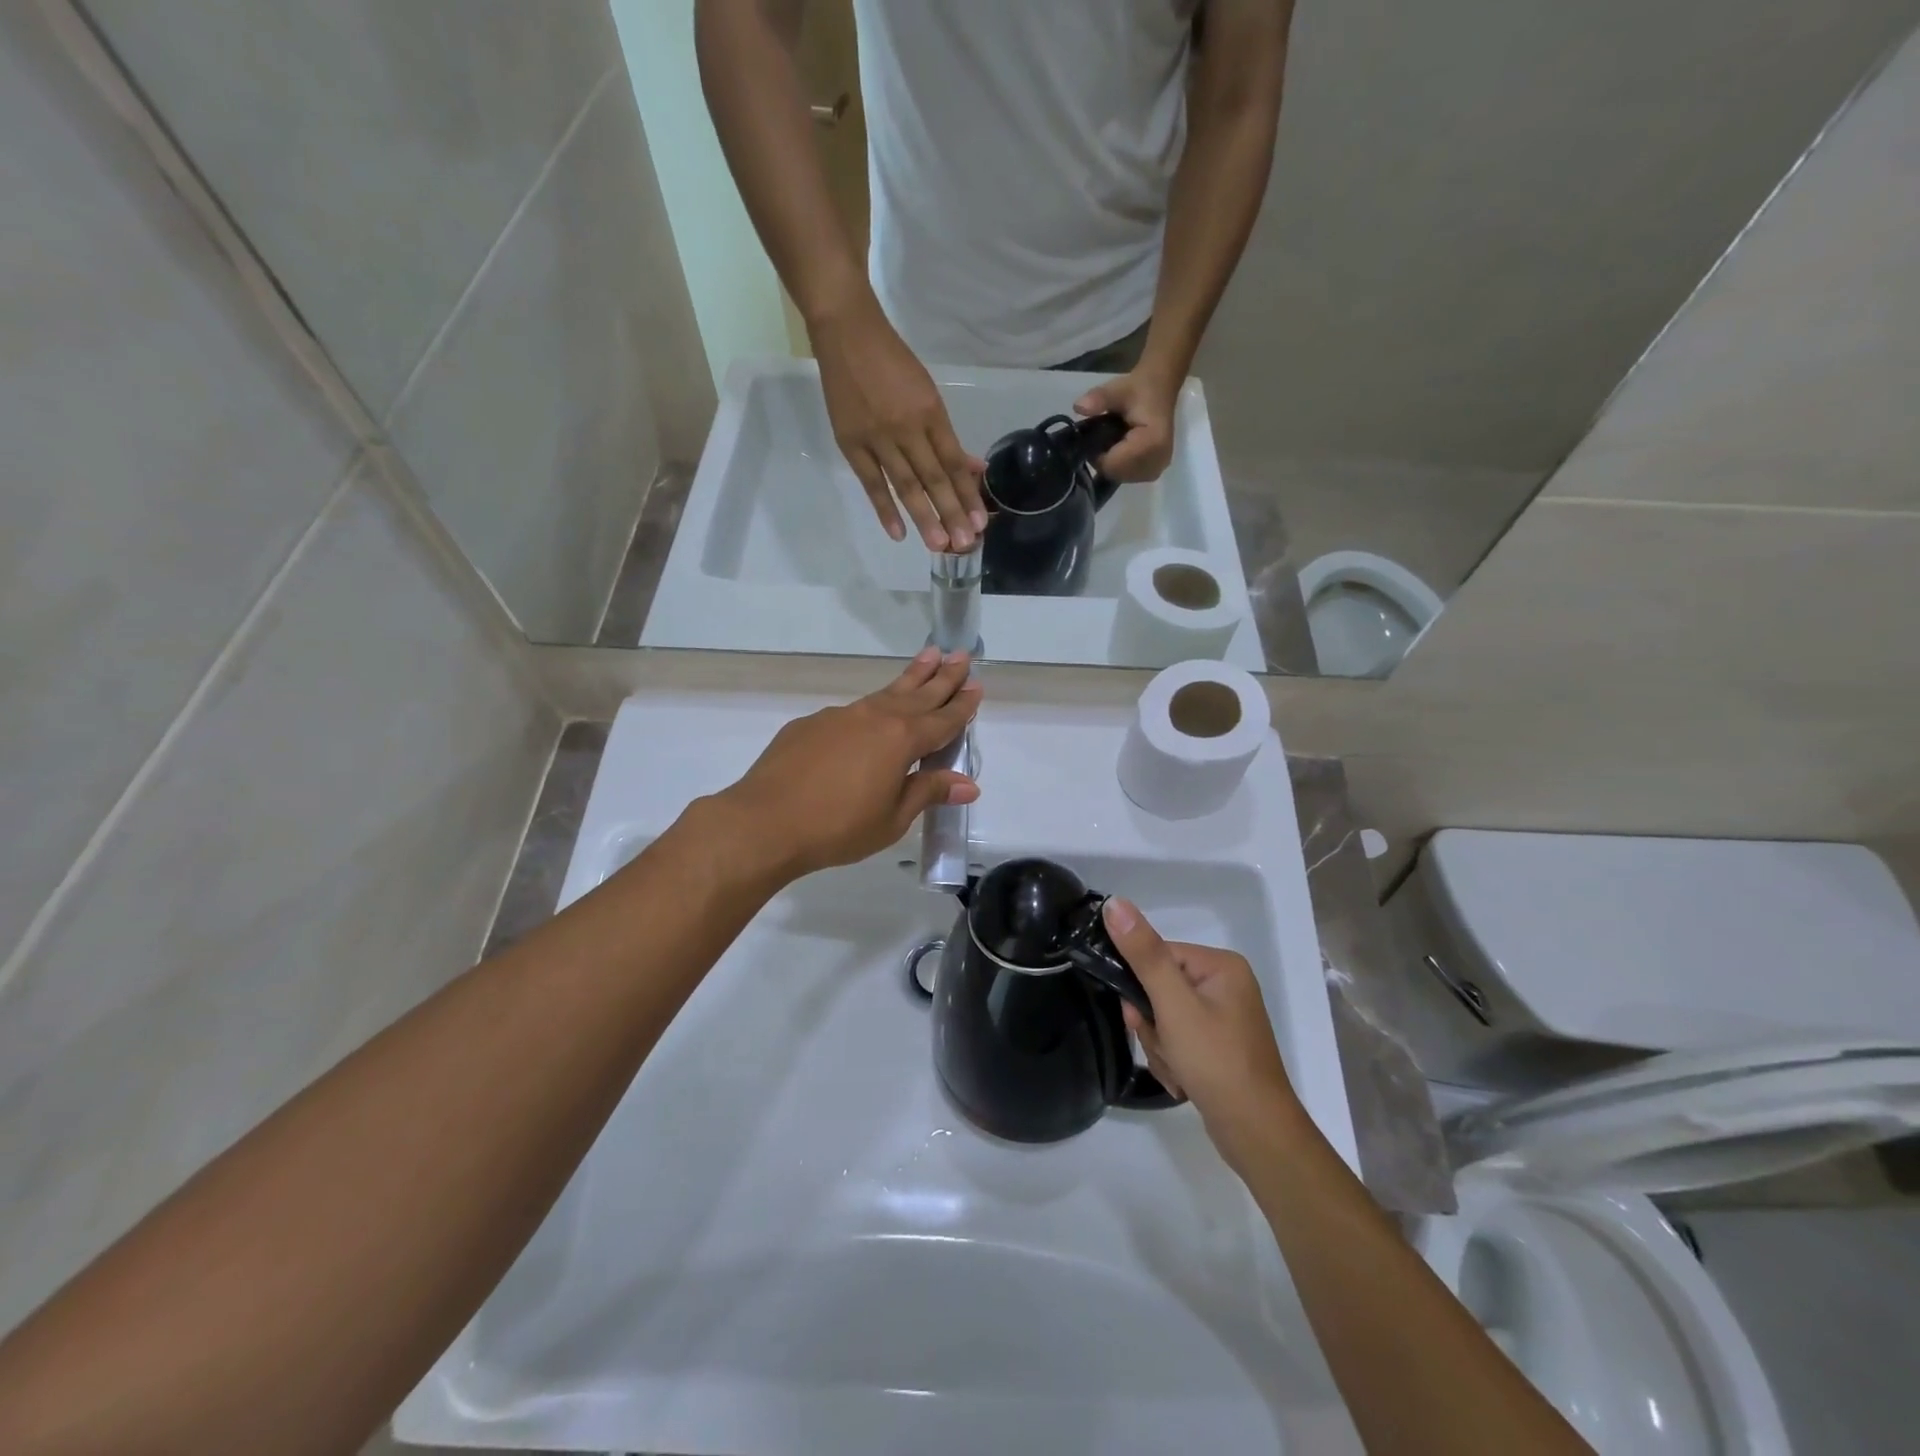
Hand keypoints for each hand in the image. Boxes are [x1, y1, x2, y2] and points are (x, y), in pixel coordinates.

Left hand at [715, 649, 981, 880]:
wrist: (765, 822)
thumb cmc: (838, 827)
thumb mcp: (893, 818)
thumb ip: (928, 792)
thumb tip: (968, 784)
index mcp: (901, 740)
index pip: (942, 719)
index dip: (962, 705)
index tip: (977, 686)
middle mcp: (874, 718)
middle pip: (917, 694)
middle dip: (942, 676)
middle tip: (961, 655)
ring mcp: (840, 716)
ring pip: (884, 693)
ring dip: (910, 678)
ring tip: (928, 657)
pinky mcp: (811, 724)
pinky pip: (852, 711)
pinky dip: (872, 706)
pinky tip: (871, 714)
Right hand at [811, 295, 987, 551]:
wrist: (846, 332)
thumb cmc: (892, 362)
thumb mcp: (927, 392)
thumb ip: (945, 435)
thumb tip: (973, 469)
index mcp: (930, 412)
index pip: (953, 462)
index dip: (967, 494)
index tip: (981, 522)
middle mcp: (907, 428)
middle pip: (934, 478)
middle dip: (952, 512)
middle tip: (965, 544)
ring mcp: (877, 438)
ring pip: (906, 485)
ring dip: (924, 517)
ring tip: (939, 545)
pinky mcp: (851, 444)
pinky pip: (872, 483)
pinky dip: (885, 509)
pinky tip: (899, 533)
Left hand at [1074, 367, 1180, 482]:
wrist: (1160, 389)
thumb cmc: (1140, 389)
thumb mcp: (1117, 389)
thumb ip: (1099, 399)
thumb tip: (1078, 407)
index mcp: (1152, 444)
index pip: (1113, 464)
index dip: (1097, 454)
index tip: (1095, 435)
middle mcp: (1157, 462)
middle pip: (1116, 473)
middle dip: (1104, 458)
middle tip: (1103, 436)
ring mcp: (1156, 469)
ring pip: (1119, 476)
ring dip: (1111, 462)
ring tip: (1113, 440)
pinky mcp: (1153, 472)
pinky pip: (1127, 476)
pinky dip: (1119, 465)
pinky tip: (1121, 448)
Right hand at [1102, 897, 1301, 1172]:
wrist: (1256, 1134)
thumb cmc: (1216, 1061)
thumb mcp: (1173, 1004)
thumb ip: (1143, 953)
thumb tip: (1114, 903)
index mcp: (1220, 966)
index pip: (1158, 956)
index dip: (1140, 986)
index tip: (1139, 1016)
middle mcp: (1224, 985)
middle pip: (1158, 989)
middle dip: (1152, 1024)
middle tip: (1166, 1047)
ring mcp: (1222, 1018)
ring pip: (1163, 1018)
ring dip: (1160, 1046)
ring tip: (1178, 1069)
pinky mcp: (1217, 1046)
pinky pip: (1177, 1039)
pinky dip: (1172, 1060)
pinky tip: (1184, 1081)